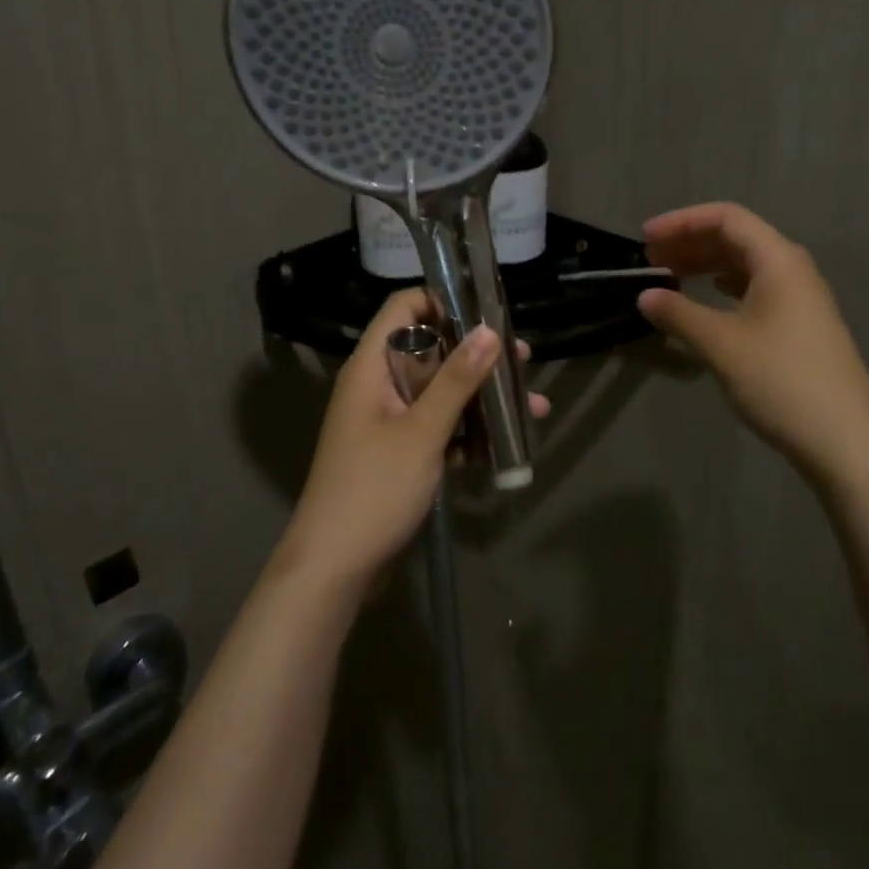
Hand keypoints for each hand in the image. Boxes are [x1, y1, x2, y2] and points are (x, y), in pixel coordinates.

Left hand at [280, 289, 549, 585]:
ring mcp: (388, 421)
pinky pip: (438, 427)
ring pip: (440, 392)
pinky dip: (468, 431)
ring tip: (533, 405)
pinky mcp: (399, 453)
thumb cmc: (374, 489)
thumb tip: (490, 330)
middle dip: (478, 355)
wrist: (336, 567)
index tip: (487, 311)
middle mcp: (378, 385)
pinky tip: (508, 443)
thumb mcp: (422, 432)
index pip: (403, 308)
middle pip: (430, 350)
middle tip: (523, 359)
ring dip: (482, 397)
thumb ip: (457, 380)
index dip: (442, 300)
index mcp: (370, 367)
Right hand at [637, 202, 868, 475]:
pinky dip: (723, 288)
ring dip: (705, 265)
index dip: (682, 221)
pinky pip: (755, 289)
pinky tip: (706, 300)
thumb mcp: (721, 344)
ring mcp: (800, 299)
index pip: (726, 218)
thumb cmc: (780, 380)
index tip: (644, 238)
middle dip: (690, 242)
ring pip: (746, 265)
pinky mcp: (799, 326)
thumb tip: (645, 296)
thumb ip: (679, 314)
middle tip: (650, 260)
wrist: (843, 439)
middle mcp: (792, 270)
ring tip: (669, 279)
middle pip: (737, 238)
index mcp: (778, 260)